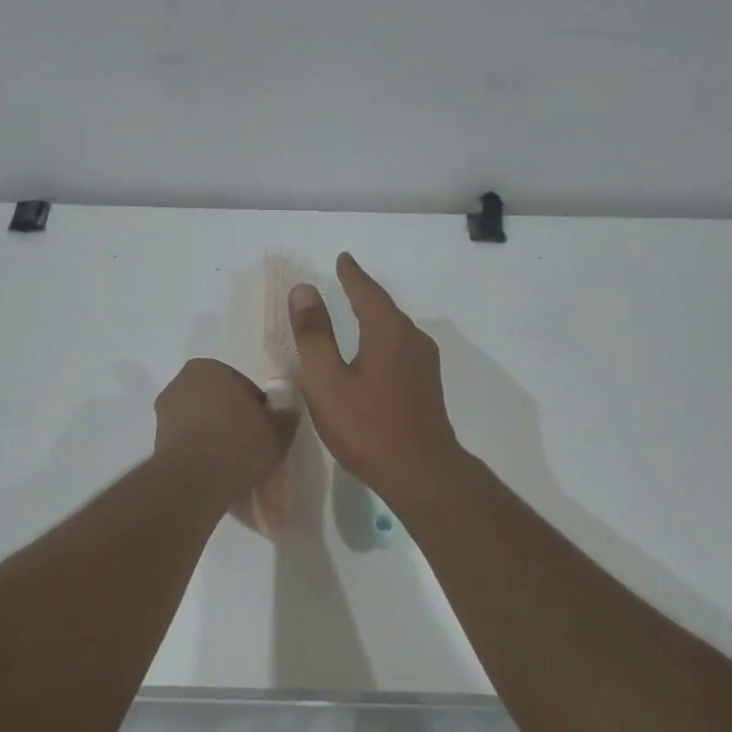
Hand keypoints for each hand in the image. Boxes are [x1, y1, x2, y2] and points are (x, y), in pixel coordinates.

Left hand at [153, 358, 297, 496]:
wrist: (194, 482)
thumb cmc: (238, 444)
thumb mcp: (276, 432)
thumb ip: (285, 419)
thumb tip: (287, 415)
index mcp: (209, 368)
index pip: (243, 386)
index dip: (257, 409)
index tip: (264, 430)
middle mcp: (181, 382)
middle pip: (219, 401)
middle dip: (232, 418)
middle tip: (251, 445)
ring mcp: (164, 412)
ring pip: (201, 421)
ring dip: (215, 435)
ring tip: (233, 461)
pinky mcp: (156, 440)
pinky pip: (188, 441)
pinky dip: (200, 450)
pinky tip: (214, 470)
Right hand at [289, 253, 463, 509]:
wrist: (421, 472)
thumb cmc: (367, 427)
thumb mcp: (327, 381)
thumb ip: (314, 335)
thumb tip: (304, 290)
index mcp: (387, 331)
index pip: (366, 291)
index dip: (351, 275)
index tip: (342, 258)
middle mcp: (412, 339)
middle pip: (384, 308)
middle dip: (363, 294)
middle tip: (345, 282)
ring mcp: (424, 364)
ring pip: (394, 331)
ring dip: (374, 319)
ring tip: (355, 315)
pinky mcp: (427, 386)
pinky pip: (400, 350)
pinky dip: (382, 342)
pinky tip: (372, 356)